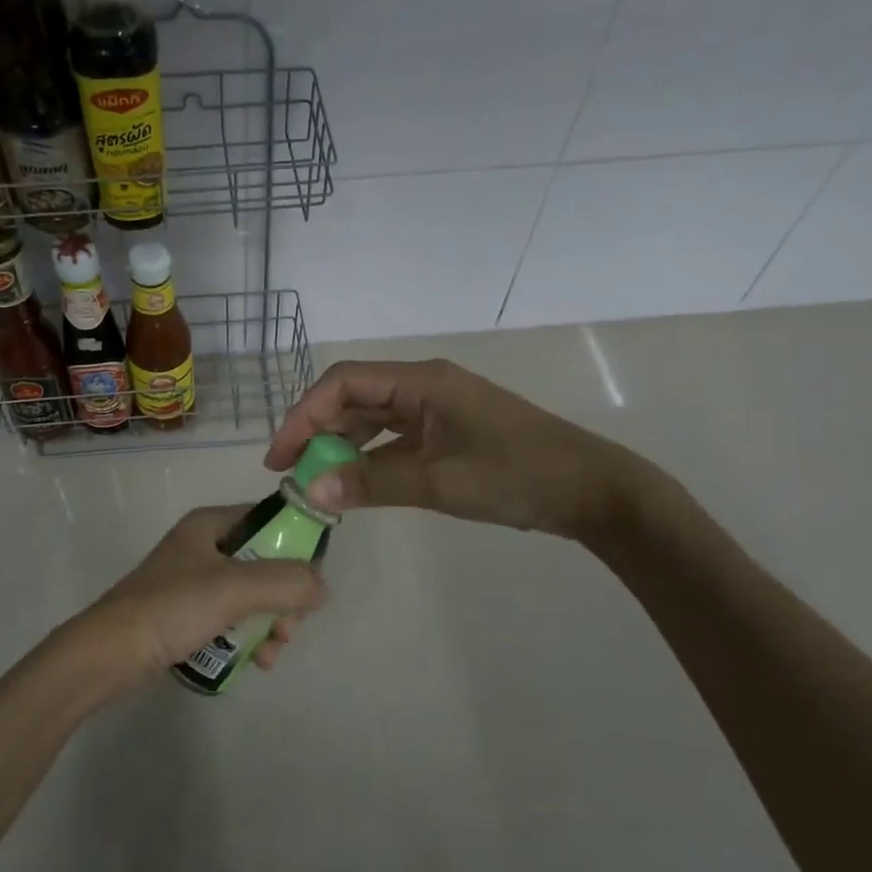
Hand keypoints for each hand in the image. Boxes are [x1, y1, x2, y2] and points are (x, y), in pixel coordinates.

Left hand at [49, 505, 327, 700]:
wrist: (107, 655)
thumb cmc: (171, 608)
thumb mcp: (234, 588)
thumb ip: (286, 582)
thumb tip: (322, 587)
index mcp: (211, 524)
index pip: (270, 520)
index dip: (297, 547)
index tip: (310, 584)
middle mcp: (204, 546)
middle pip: (266, 563)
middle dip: (284, 599)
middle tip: (287, 629)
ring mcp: (194, 582)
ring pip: (252, 596)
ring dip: (270, 624)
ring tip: (270, 654)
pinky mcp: (186, 614)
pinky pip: (232, 619)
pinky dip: (247, 638)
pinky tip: (254, 662)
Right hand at [265, 358, 641, 540]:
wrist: (590, 490)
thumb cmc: (517, 474)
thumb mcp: (439, 481)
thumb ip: (372, 482)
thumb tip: (310, 489)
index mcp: (421, 381)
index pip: (343, 383)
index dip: (304, 414)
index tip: (281, 457)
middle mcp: (424, 387)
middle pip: (353, 398)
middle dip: (317, 430)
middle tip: (290, 472)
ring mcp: (437, 410)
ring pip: (372, 419)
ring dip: (341, 445)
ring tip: (314, 480)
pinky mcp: (448, 434)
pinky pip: (394, 439)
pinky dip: (369, 457)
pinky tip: (354, 482)